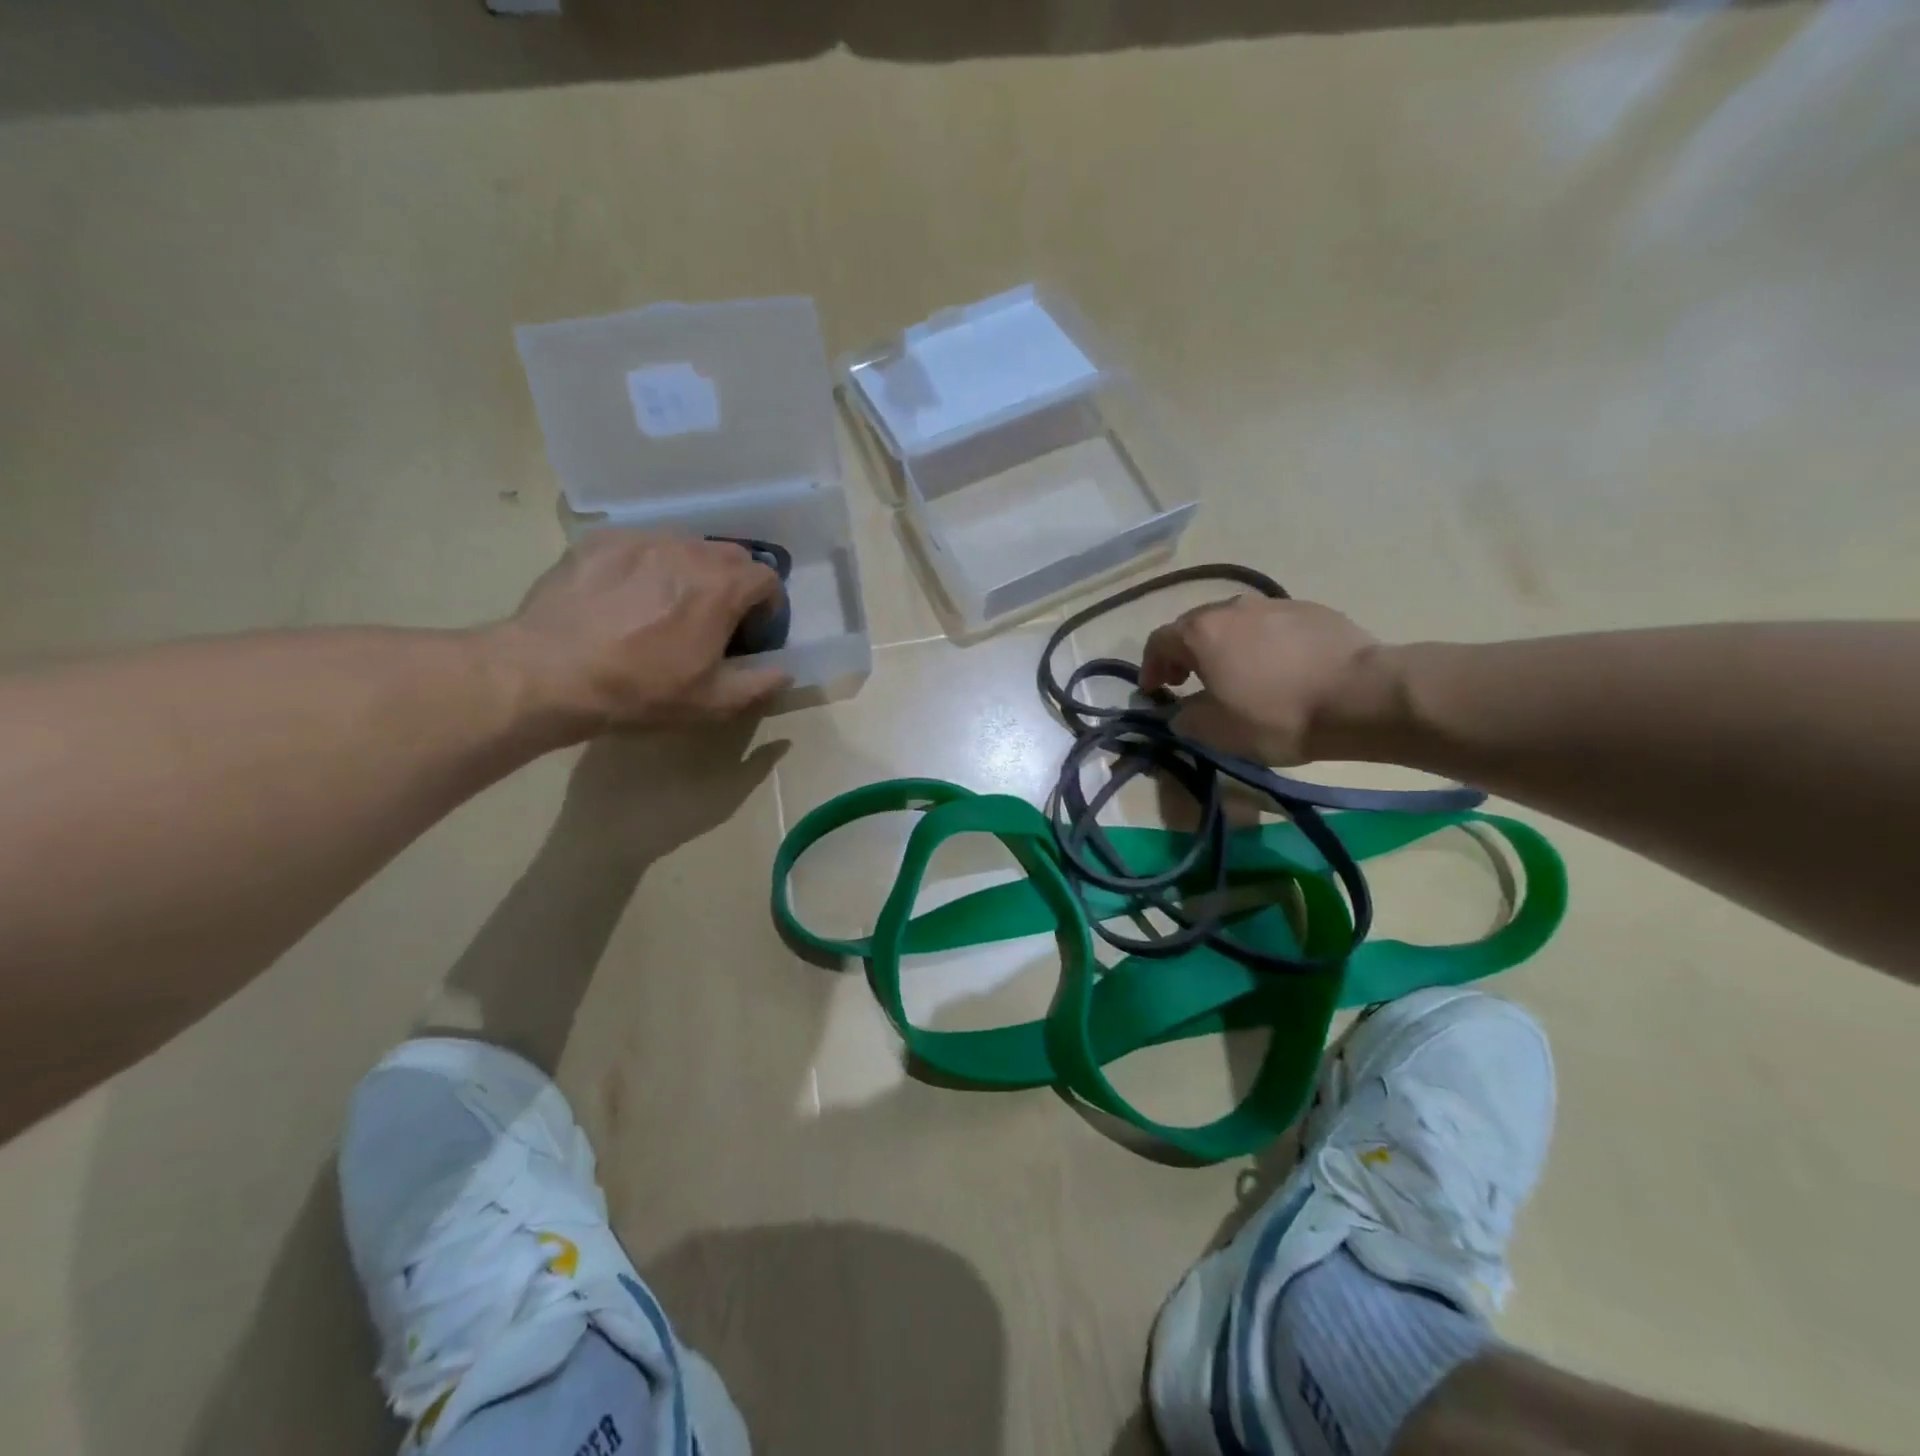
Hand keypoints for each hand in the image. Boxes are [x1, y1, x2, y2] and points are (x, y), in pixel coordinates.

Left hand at [494, 530, 790, 733]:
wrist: (549, 672)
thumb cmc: (639, 690)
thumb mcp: (711, 702)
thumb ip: (759, 685)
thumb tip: (786, 672)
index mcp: (721, 587)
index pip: (767, 578)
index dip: (769, 605)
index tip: (754, 631)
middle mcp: (687, 551)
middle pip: (730, 555)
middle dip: (734, 584)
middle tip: (716, 618)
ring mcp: (640, 540)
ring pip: (685, 545)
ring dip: (692, 571)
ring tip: (668, 605)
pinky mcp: (600, 540)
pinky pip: (640, 544)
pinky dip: (648, 565)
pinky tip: (626, 595)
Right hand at [1139, 595, 1393, 764]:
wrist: (1362, 696)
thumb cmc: (1277, 715)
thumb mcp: (1218, 731)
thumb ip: (1184, 719)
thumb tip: (1177, 712)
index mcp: (1201, 632)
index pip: (1158, 641)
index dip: (1149, 667)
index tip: (1154, 691)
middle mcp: (1232, 608)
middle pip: (1194, 626)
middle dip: (1184, 654)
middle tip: (1187, 681)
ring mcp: (1273, 604)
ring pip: (1234, 622)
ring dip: (1223, 646)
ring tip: (1234, 674)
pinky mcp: (1311, 610)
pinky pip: (1270, 625)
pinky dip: (1260, 644)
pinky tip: (1277, 669)